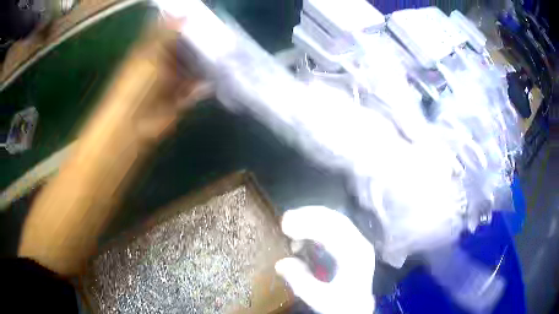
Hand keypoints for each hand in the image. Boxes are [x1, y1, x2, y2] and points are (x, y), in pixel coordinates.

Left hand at [86, 19, 210, 146]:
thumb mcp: (150, 52)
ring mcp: (170, 84)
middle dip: (200, 44)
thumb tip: (184, 10)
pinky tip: (214, 79)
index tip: (205, 17)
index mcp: (152, 51)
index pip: (171, 34)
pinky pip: (194, 90)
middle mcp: (162, 65)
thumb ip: (167, 31)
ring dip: (204, 64)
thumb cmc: (136, 85)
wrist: (132, 125)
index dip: (186, 25)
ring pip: (191, 70)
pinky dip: (203, 86)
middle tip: (222, 35)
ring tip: (224, 55)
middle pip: (184, 51)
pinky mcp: (179, 101)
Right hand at [275, 206, 375, 313]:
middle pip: (335, 219)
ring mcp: (357, 242)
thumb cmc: (341, 304)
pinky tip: (303, 235)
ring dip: (312, 218)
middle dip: (309, 216)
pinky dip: (316, 226)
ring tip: (290, 225)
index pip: (333, 231)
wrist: (358, 308)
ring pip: (335, 220)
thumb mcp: (320, 298)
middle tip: (285, 220)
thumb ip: (301, 281)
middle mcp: (359, 243)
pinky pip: (334, 227)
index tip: (286, 226)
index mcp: (355, 255)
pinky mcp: (351, 244)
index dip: (309, 225)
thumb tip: (281, 262)